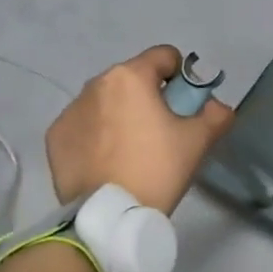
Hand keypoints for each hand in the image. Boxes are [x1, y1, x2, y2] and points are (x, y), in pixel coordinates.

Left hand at [46, 45, 233, 211]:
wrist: (110, 215)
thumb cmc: (158, 168)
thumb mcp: (200, 140)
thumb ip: (217, 114)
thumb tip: (216, 107)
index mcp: (130, 77)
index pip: (164, 56)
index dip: (183, 76)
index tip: (188, 105)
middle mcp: (95, 85)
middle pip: (133, 79)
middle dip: (150, 97)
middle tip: (164, 132)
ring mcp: (70, 111)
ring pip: (107, 102)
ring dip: (123, 114)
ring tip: (134, 150)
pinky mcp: (55, 137)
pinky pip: (85, 125)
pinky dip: (99, 135)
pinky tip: (110, 161)